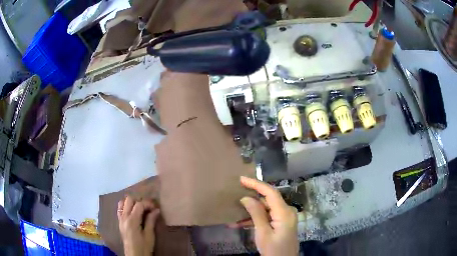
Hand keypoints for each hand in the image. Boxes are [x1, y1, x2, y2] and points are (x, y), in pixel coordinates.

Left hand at [118, 196, 159, 255]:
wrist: (134, 255)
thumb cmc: (144, 247)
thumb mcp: (150, 235)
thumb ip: (151, 221)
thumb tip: (156, 210)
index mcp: (132, 220)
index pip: (139, 204)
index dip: (148, 203)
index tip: (155, 207)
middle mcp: (124, 217)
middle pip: (129, 199)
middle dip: (139, 201)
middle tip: (148, 207)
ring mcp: (120, 219)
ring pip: (122, 202)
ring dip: (131, 202)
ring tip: (140, 208)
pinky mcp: (119, 222)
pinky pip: (120, 209)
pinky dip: (126, 206)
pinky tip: (133, 212)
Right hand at [239, 176, 298, 255]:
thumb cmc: (274, 249)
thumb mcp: (263, 233)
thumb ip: (256, 214)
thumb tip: (246, 197)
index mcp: (284, 212)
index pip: (270, 192)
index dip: (256, 184)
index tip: (241, 179)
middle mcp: (286, 211)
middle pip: (268, 199)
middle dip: (251, 198)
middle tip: (235, 194)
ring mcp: (284, 217)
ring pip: (265, 208)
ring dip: (250, 211)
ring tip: (233, 213)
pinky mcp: (281, 223)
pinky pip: (267, 216)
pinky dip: (255, 219)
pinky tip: (239, 223)